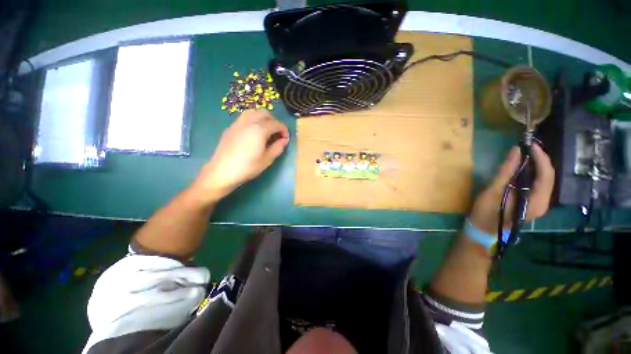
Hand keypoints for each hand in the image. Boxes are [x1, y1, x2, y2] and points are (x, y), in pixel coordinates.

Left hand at [194, 110, 289, 201]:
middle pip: (265, 114)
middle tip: (277, 134)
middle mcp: (249, 122)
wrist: (222, 171)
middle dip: (274, 121)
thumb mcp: (267, 160)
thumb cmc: (247, 167)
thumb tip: (284, 140)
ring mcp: (238, 123)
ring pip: (253, 112)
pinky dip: (253, 120)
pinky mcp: (230, 128)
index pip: (276, 124)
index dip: (284, 130)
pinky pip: (244, 118)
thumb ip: (277, 148)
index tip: (286, 139)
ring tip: (266, 130)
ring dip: (263, 118)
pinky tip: (253, 132)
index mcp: (260, 130)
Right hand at [468, 144, 554, 232]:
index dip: (541, 158)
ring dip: (537, 166)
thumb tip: (516, 150)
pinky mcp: (532, 204)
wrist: (482, 229)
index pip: (546, 175)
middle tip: (527, 148)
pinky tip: (523, 168)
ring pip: (544, 180)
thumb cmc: (486, 212)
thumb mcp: (493, 191)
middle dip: (540, 160)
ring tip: (525, 155)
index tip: (530, 145)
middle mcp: (543, 203)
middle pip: (548, 177)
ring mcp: (539, 204)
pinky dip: (532, 174)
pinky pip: (538, 185)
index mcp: (536, 202)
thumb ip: (506, 171)